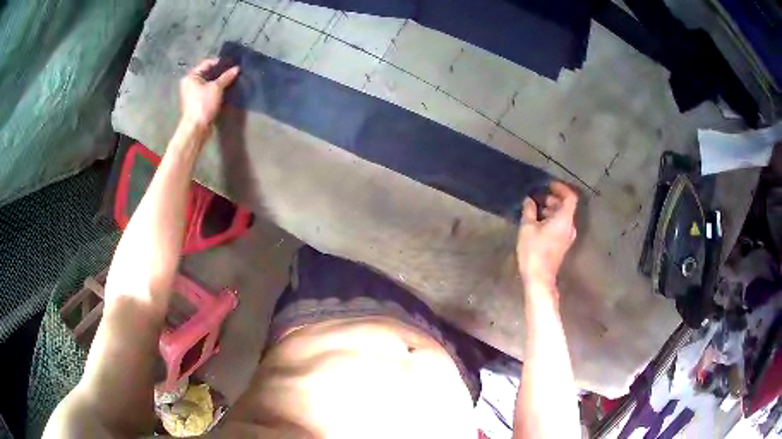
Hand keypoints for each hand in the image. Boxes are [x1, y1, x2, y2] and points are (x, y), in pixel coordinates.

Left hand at [179, 58, 239, 127]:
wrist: (196, 128)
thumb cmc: (203, 104)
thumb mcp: (216, 88)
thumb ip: (226, 77)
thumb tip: (236, 68)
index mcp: (191, 76)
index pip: (207, 63)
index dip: (220, 62)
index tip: (232, 63)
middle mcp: (190, 83)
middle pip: (207, 73)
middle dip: (220, 73)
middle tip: (233, 71)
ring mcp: (192, 94)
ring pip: (208, 83)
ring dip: (219, 82)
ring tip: (231, 80)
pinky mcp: (197, 103)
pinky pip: (208, 92)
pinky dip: (216, 90)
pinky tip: (225, 90)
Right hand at [517, 181, 577, 290]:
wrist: (539, 278)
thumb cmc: (534, 251)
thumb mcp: (527, 228)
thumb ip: (529, 210)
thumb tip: (529, 200)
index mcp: (564, 220)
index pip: (570, 197)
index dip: (560, 188)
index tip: (548, 185)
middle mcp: (570, 226)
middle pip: (565, 206)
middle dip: (551, 199)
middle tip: (535, 198)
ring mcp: (567, 237)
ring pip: (561, 217)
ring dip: (549, 210)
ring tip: (533, 211)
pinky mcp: (562, 244)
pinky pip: (559, 226)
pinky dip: (550, 220)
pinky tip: (536, 223)